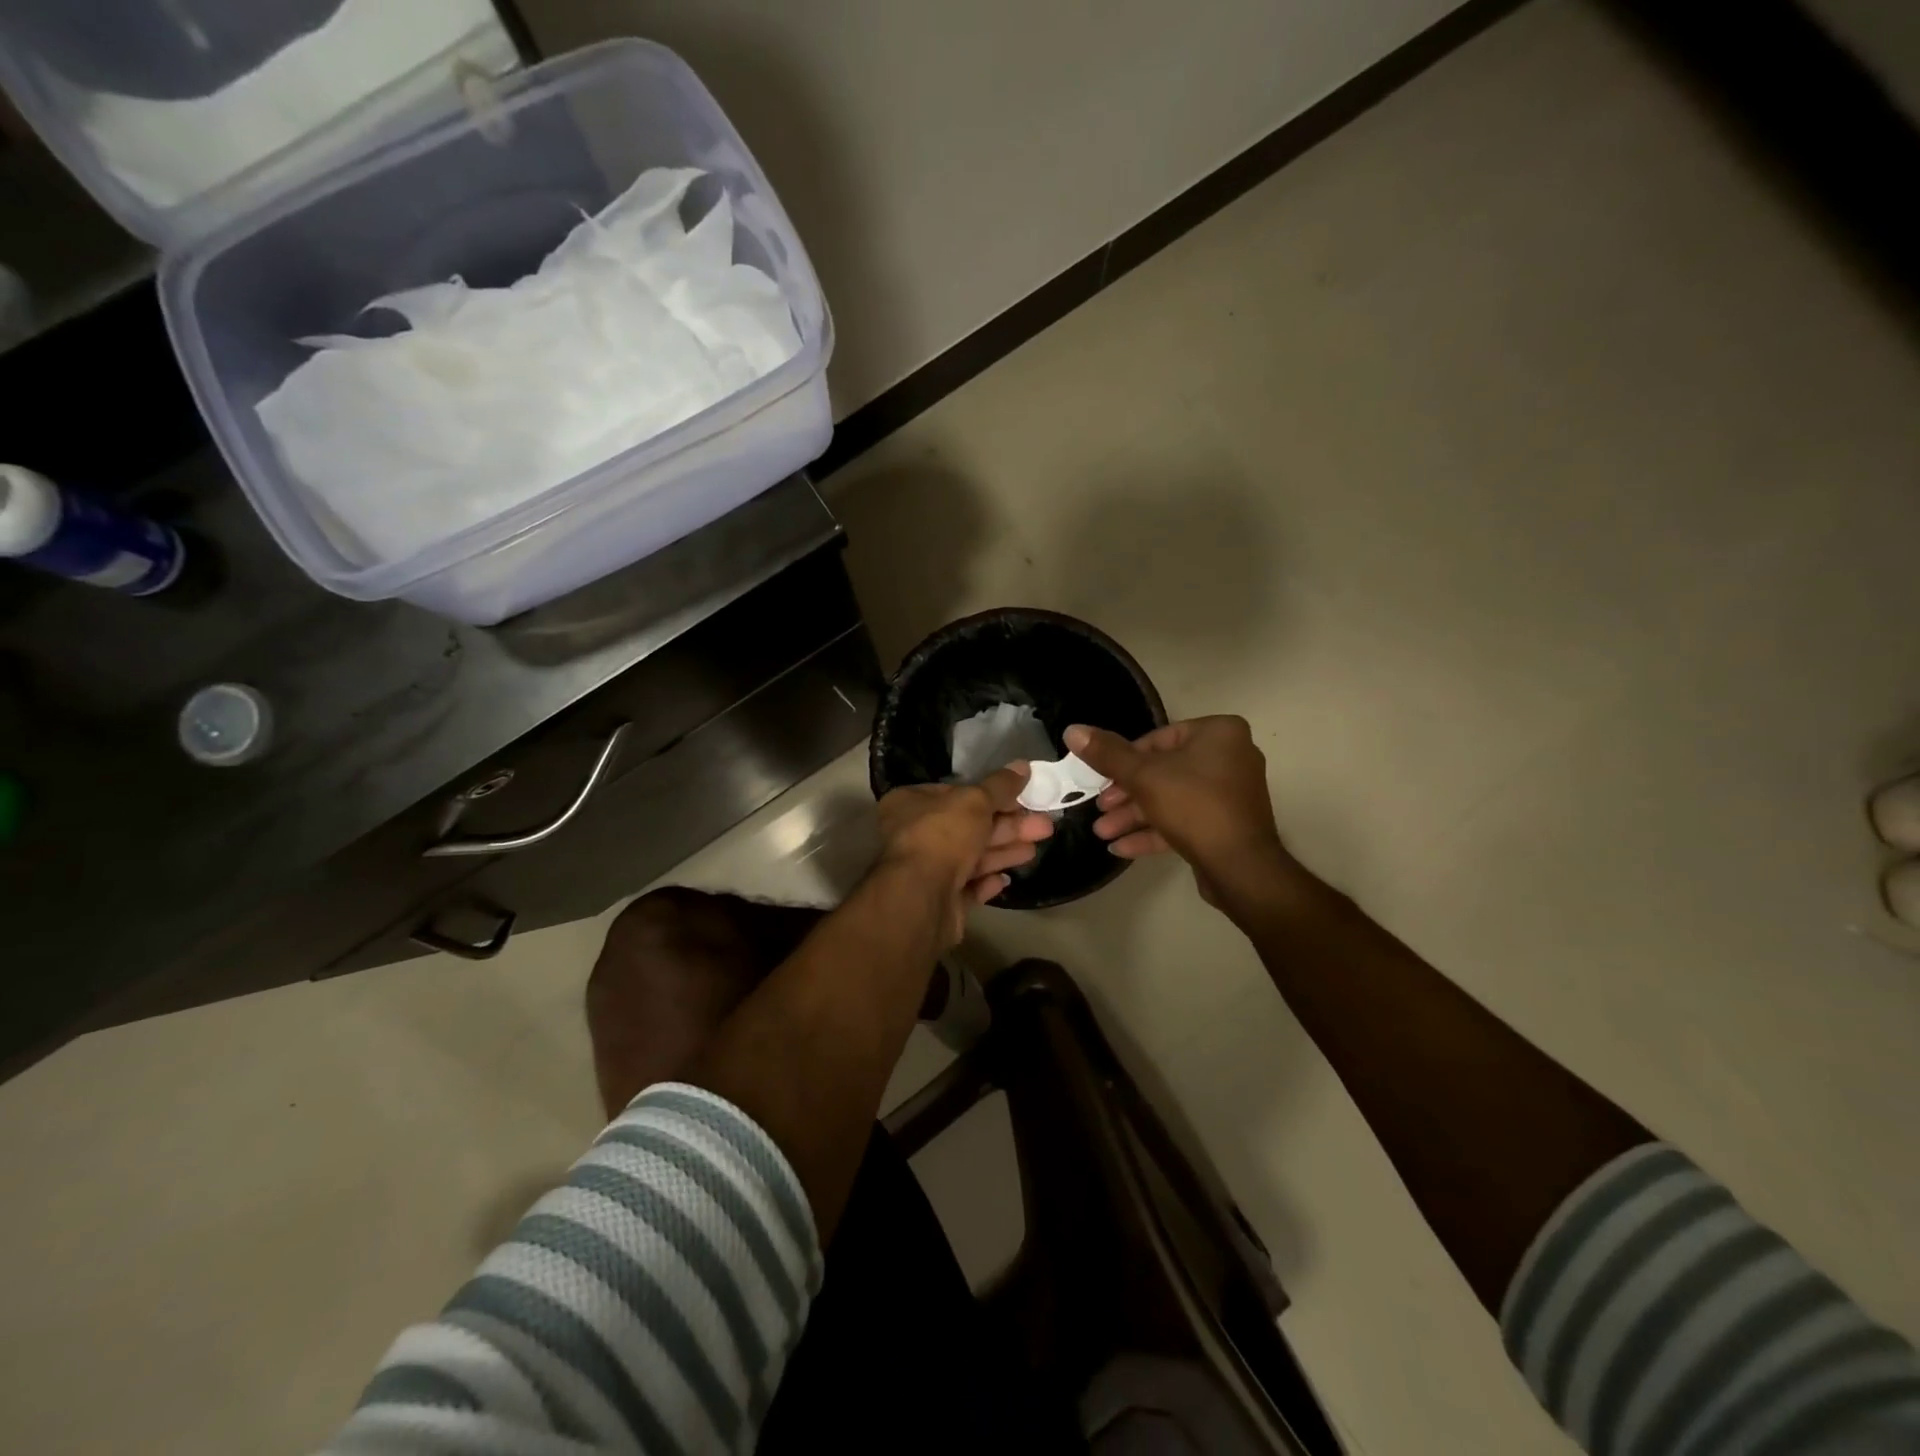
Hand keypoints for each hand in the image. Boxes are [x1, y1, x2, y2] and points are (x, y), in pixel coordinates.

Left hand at [876, 765, 1054, 943]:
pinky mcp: (938, 901)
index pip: (955, 793)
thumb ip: (1000, 785)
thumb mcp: (975, 800)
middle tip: (1043, 825)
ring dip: (1003, 851)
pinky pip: (966, 887)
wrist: (920, 899)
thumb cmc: (942, 836)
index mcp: (910, 804)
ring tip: (1035, 849)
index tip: (1022, 797)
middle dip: (1007, 826)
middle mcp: (913, 835)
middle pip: (968, 826)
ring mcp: (924, 871)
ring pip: (970, 857)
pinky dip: (986, 881)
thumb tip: (1023, 766)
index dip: (990, 794)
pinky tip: (1005, 878)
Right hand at [1067, 717, 1293, 908]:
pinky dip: (1155, 831)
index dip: (1124, 760)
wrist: (1240, 867)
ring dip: (1134, 816)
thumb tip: (1073, 730)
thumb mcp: (1142, 776)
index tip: (1101, 780)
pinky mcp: (1226, 825)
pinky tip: (1121, 848)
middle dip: (1126, 795)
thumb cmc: (1193, 806)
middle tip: (1099, 809)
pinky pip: (1185, 821)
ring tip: (1103, 832)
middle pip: (1163, 771)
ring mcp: (1230, 794)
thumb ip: (1107, 754)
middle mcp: (1230, 757)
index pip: (1158, 739)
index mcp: (1218, 734)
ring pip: (1171, 799)